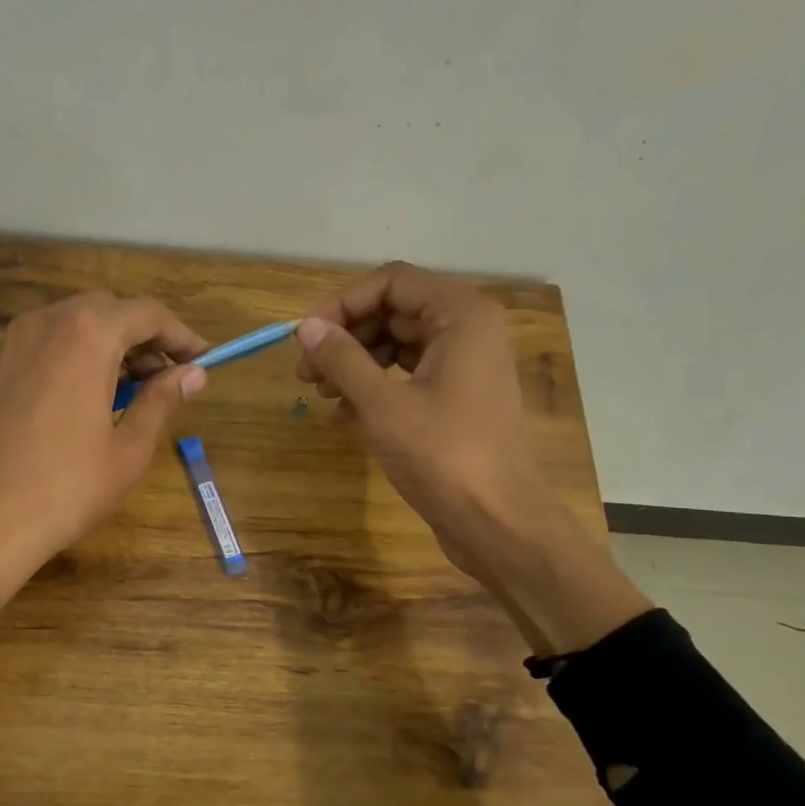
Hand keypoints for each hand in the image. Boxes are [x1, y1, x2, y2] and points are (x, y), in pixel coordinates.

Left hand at [0, 292, 208, 724]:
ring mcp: (2, 346)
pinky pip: (30, 350)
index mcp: (85, 335)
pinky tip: (65, 404)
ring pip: (62, 325)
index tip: (202, 359)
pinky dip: (59, 360)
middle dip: (138, 336)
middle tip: (160, 377)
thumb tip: (193, 374)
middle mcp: (41, 324)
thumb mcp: (128, 449)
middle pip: (102, 310)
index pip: (146, 313)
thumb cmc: (65, 489)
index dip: (180, 334)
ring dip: (97, 345)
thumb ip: (162, 400)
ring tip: (116, 391)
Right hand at [295, 263, 649, 652]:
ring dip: (354, 363)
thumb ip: (342, 359)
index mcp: (460, 315)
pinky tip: (344, 415)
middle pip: (393, 310)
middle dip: (345, 336)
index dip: (342, 303)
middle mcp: (467, 329)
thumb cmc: (443, 456)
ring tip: (321, 394)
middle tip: (306, 372)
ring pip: (397, 344)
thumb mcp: (382, 405)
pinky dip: (374, 387)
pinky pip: (407, 375)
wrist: (499, 523)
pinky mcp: (457, 398)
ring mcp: (465, 365)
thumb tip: (306, 327)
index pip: (391, 282)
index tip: (306, 337)